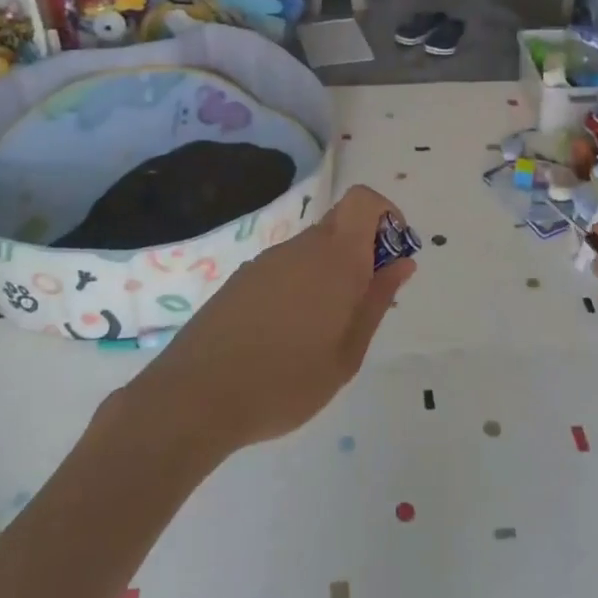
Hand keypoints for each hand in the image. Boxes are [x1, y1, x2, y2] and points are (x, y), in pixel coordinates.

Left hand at [125, 186, 417, 459]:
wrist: (195, 397)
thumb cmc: (286, 382)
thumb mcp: (347, 353)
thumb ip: (376, 301)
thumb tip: (402, 262)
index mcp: (336, 258)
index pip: (364, 200)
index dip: (386, 215)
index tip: (391, 255)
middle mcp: (302, 247)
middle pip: (341, 223)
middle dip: (363, 250)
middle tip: (363, 302)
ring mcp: (267, 260)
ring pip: (313, 247)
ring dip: (331, 271)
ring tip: (324, 330)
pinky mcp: (242, 278)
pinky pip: (286, 266)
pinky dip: (301, 284)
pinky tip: (287, 334)